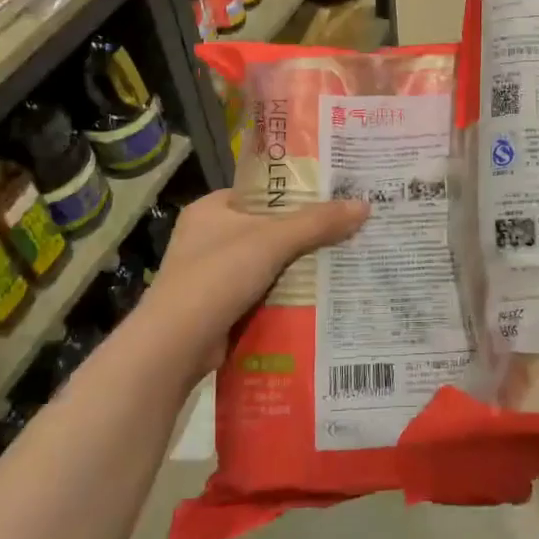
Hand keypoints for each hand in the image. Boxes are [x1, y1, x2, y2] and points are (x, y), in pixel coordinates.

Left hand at [138, 190, 369, 374]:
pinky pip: (263, 293)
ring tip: (345, 260)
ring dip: (299, 267)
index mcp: (211, 209)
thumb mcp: (271, 241)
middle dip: (305, 233)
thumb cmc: (216, 277)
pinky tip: (322, 297)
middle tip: (349, 229)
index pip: (262, 192)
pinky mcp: (220, 308)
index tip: (335, 194)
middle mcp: (209, 237)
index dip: (297, 191)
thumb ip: (317, 222)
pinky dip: (287, 295)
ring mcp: (213, 275)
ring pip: (268, 263)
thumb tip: (364, 205)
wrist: (174, 347)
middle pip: (269, 228)